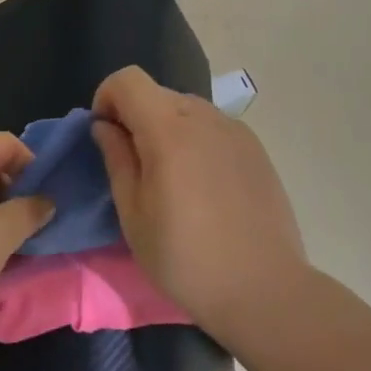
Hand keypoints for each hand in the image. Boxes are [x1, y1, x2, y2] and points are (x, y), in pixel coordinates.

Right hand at [91, 66, 309, 341]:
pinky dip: (195, 142)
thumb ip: (117, 159)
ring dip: (166, 129)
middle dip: (135, 118)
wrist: (264, 290)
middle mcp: (205, 117)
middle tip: (134, 167)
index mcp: (169, 130)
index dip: (107, 99)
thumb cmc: (185, 258)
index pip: (128, 80)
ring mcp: (236, 131)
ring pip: (186, 110)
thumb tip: (106, 126)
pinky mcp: (257, 149)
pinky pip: (213, 128)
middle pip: (157, 94)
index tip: (106, 137)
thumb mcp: (133, 214)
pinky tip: (202, 187)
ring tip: (170, 180)